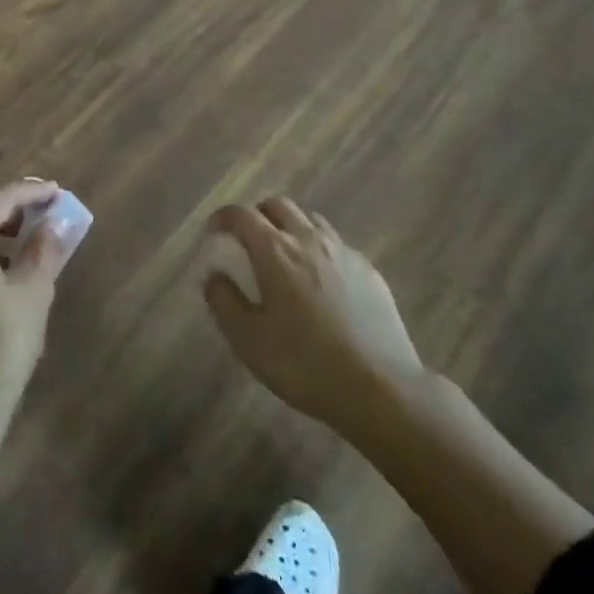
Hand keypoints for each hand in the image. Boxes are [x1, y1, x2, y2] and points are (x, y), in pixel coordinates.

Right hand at [202, 197, 424, 440]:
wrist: (381, 388)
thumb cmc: (304, 364)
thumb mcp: (248, 341)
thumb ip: (223, 301)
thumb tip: (213, 275)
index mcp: (275, 251)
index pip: (241, 214)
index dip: (222, 218)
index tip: (214, 234)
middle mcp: (309, 239)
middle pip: (278, 205)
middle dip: (257, 215)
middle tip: (247, 241)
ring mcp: (343, 251)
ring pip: (310, 219)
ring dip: (290, 227)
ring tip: (284, 257)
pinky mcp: (369, 270)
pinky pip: (336, 244)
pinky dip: (318, 250)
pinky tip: (320, 283)